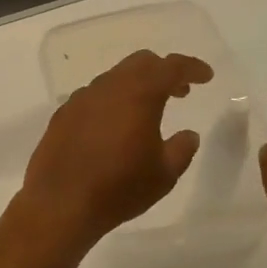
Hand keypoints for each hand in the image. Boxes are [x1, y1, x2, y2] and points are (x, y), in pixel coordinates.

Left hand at [19, 50, 212, 249]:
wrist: (60, 204)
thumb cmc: (119, 188)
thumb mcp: (164, 174)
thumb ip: (182, 149)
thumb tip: (189, 135)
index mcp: (139, 94)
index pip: (171, 67)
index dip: (192, 67)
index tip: (206, 76)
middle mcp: (108, 87)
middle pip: (141, 63)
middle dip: (164, 71)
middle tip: (180, 92)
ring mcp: (81, 98)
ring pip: (115, 77)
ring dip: (136, 85)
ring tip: (148, 111)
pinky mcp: (63, 114)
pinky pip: (94, 96)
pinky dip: (112, 100)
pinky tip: (114, 126)